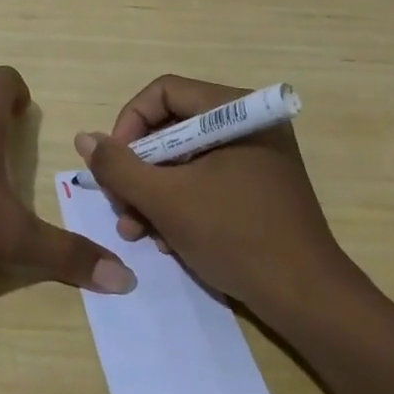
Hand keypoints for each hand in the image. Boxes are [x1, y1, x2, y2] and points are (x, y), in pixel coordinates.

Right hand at [74, 74, 353, 313]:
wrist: (308, 301)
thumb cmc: (236, 236)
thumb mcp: (166, 200)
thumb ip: (119, 166)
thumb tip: (84, 138)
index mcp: (235, 111)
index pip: (162, 93)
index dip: (128, 124)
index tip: (113, 164)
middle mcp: (247, 124)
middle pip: (171, 127)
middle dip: (138, 169)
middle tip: (118, 204)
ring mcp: (256, 157)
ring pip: (184, 158)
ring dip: (153, 192)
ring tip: (135, 230)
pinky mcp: (258, 187)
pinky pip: (206, 179)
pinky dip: (180, 203)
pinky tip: (166, 239)